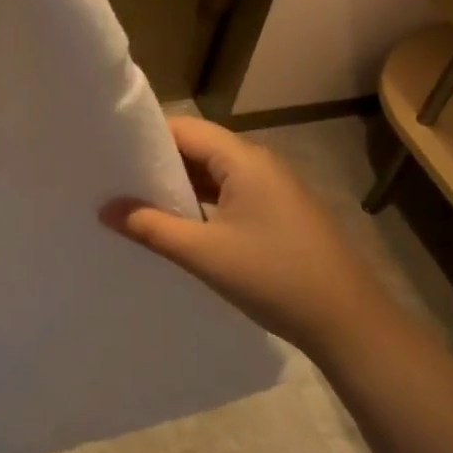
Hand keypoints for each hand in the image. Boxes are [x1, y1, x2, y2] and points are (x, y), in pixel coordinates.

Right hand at [101, 117, 406, 359]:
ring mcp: (270, 189)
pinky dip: (198, 202)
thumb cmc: (274, 277)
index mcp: (243, 160)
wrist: (348, 323)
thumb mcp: (203, 253)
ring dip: (176, 185)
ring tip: (132, 200)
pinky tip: (173, 223)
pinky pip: (227, 194)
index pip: (184, 129)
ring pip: (212, 173)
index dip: (144, 137)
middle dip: (156, 161)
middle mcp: (258, 164)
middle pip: (197, 147)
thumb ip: (150, 227)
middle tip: (112, 178)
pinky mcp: (276, 213)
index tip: (107, 152)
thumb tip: (105, 209)